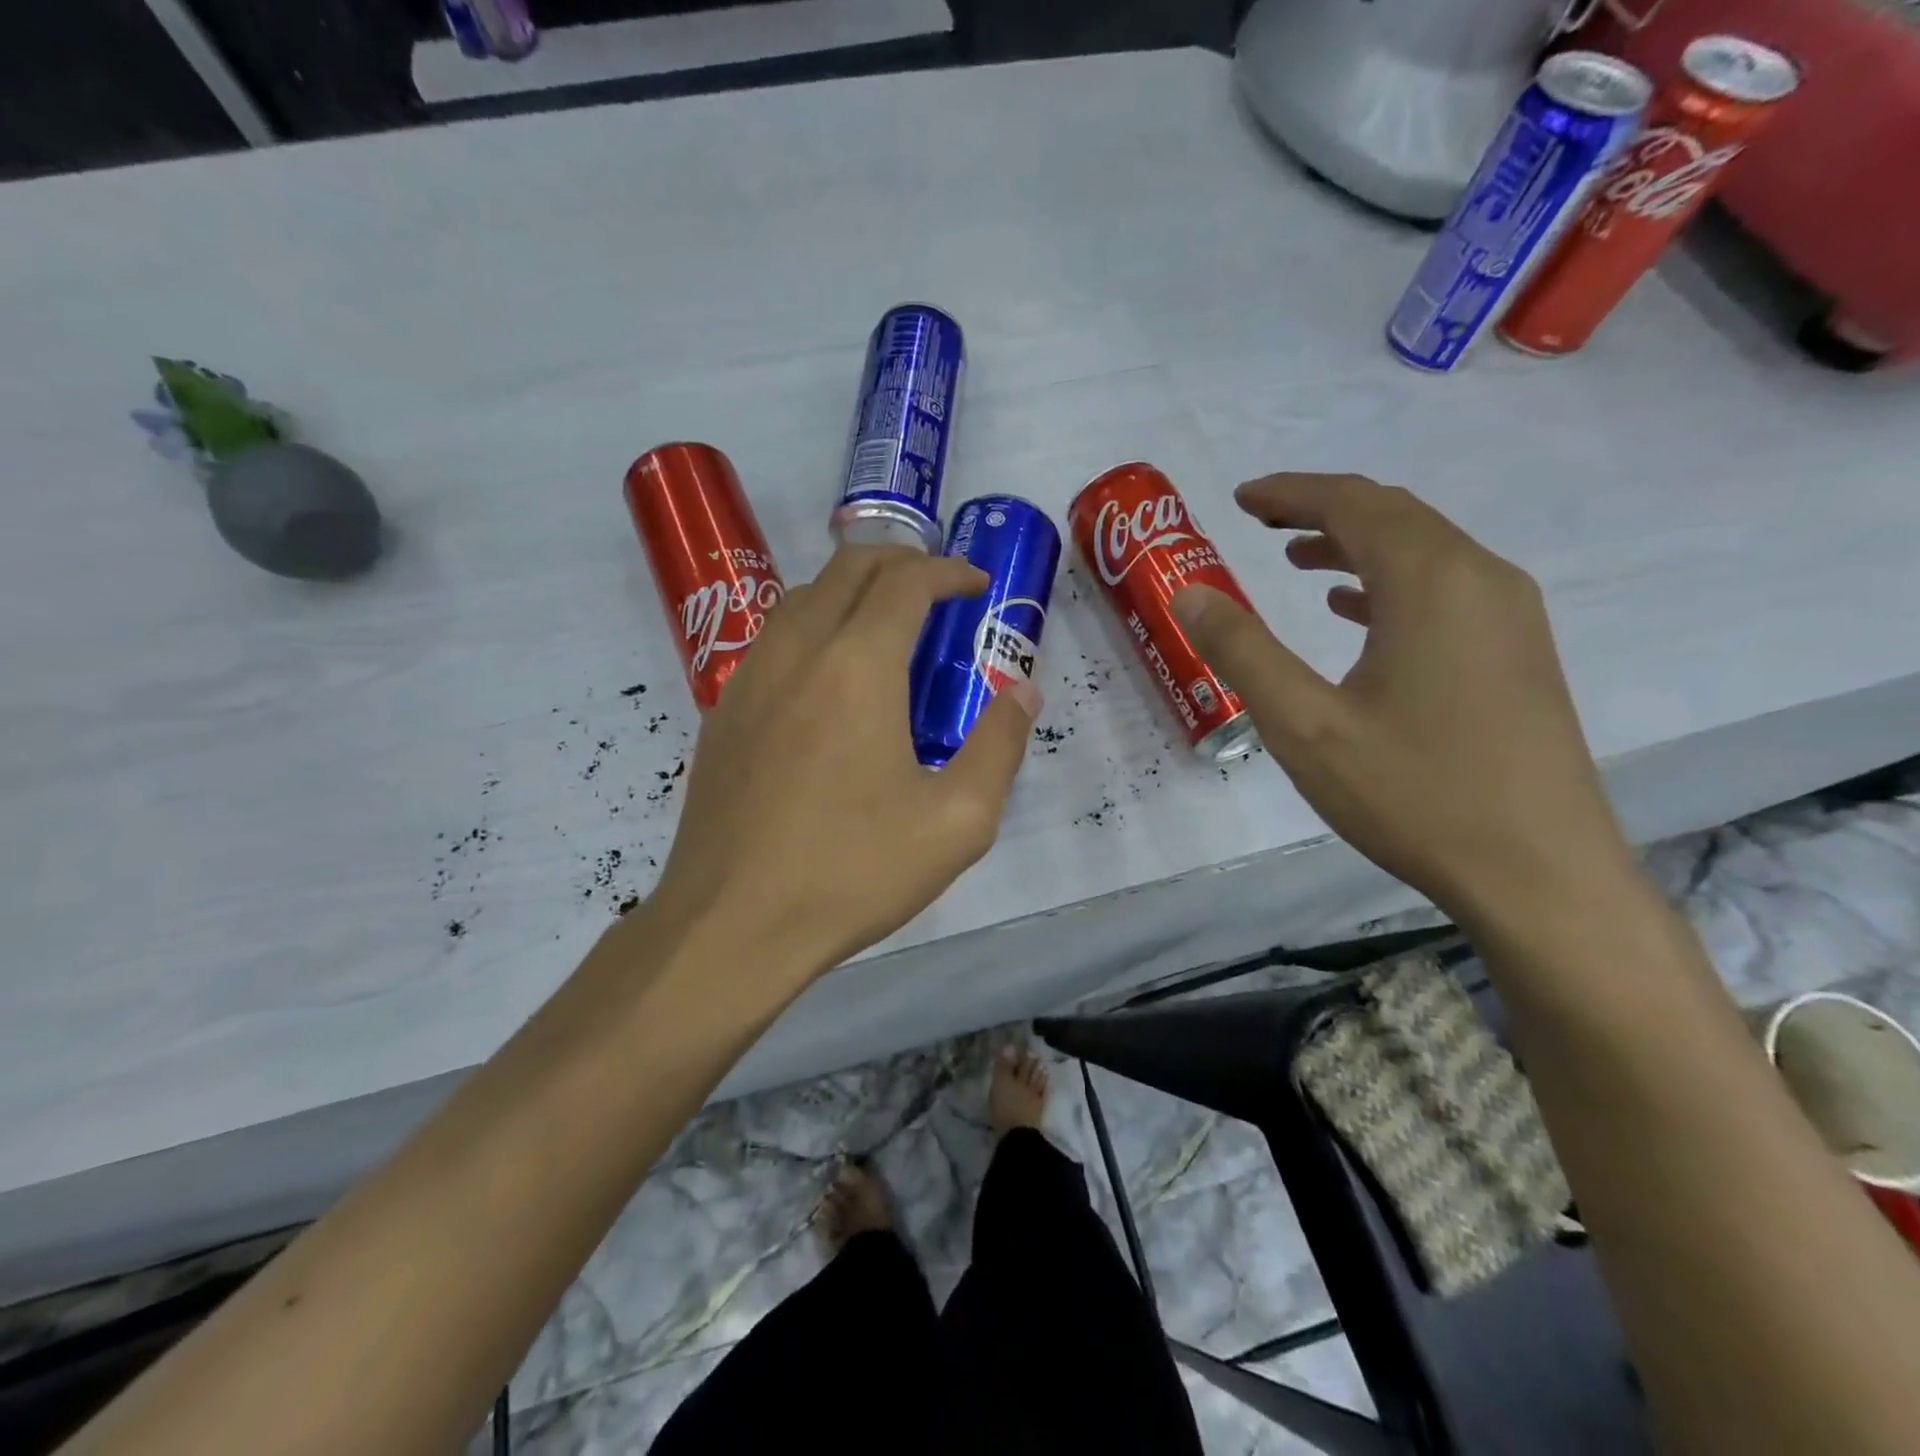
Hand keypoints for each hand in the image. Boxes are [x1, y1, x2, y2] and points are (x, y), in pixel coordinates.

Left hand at [652, 545, 1039, 979]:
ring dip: (851, 592)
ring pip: (802, 599)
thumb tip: (1023, 693)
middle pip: (848, 569)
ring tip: (886, 627)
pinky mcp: (723, 714)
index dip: (947, 571)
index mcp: (857, 666)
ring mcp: (750, 680)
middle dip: (900, 563)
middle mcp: (798, 652)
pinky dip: (813, 629)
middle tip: (938, 590)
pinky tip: (829, 681)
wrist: (732, 925)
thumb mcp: (958, 821)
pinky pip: (773, 642)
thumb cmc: (852, 871)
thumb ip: (999, 746)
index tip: (977, 585)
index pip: (906, 582)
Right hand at [1172, 472, 1634, 922]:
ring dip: (1355, 543)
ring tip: (1295, 560)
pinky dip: (1388, 582)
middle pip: (1393, 515)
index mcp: (1430, 582)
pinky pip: (1444, 587)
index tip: (1239, 499)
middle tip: (1260, 522)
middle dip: (1321, 509)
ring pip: (1423, 550)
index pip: (1353, 504)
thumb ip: (1242, 651)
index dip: (1291, 493)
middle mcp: (1480, 578)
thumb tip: (1189, 593)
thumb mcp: (1304, 725)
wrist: (1539, 873)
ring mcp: (1509, 615)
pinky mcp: (1516, 652)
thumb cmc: (1413, 793)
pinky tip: (1352, 610)